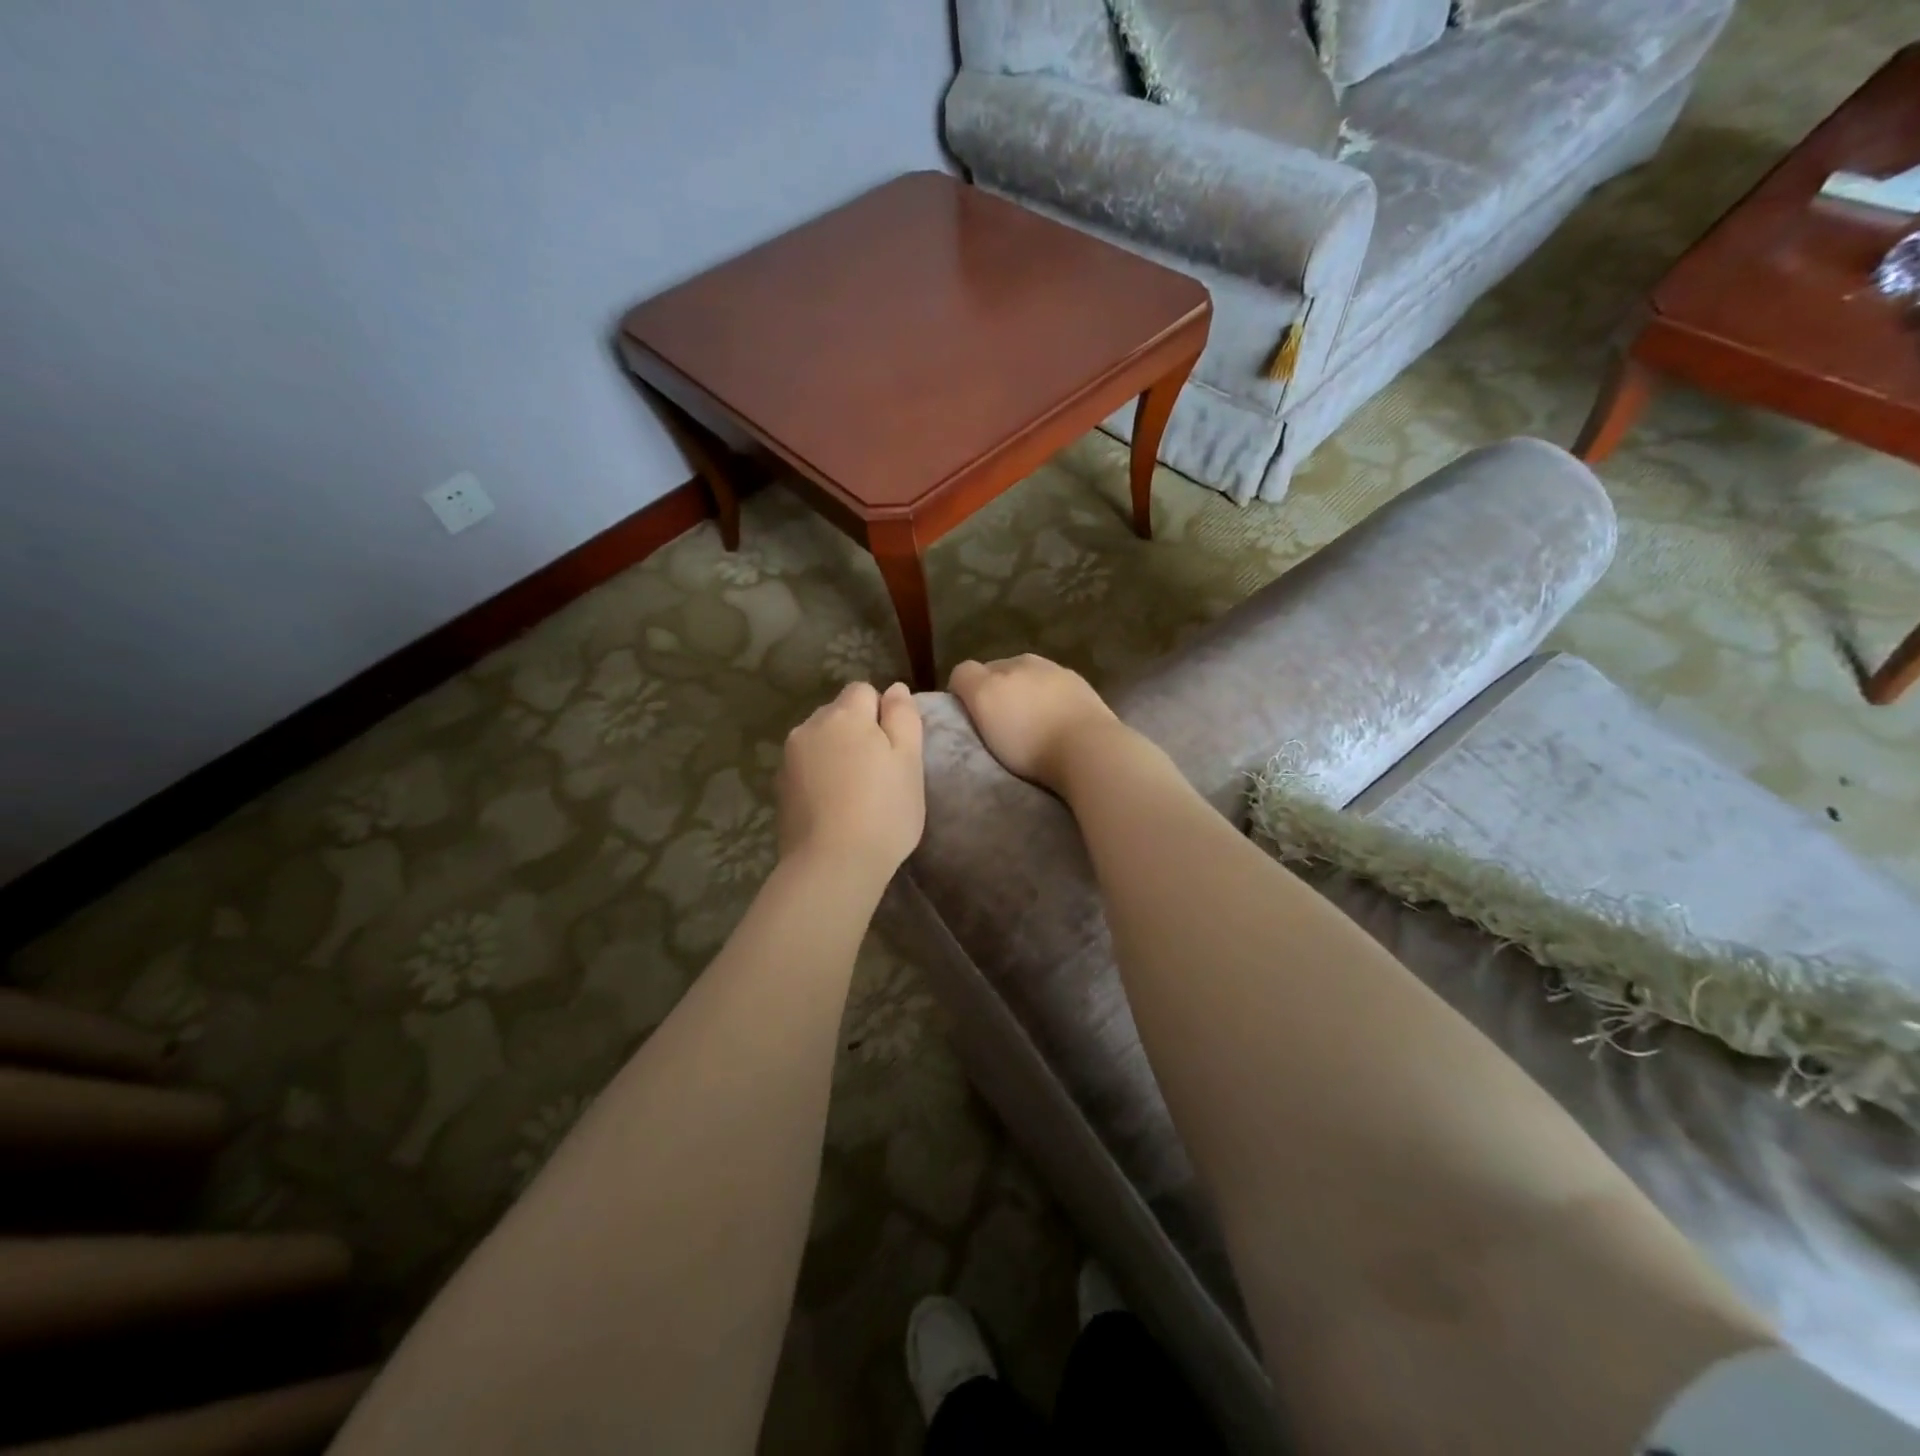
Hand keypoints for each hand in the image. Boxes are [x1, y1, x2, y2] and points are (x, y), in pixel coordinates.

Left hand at [778, 681, 924, 883]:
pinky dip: (819, 778)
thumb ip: (903, 717)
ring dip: (835, 754)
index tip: (894, 748)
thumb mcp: (909, 761)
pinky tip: (833, 808)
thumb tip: (895, 689)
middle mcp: (809, 727)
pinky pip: (805, 768)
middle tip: (879, 773)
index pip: (864, 691)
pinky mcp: (779, 789)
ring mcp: (788, 759)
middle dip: (857, 732)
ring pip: (819, 742)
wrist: (832, 865)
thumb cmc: (883, 811)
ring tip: (854, 793)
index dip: (882, 714)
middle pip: (838, 715)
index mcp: (844, 715)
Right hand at [947, 655, 1119, 794]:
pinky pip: (1059, 693)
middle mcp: (1028, 662)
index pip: (968, 671)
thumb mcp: (984, 705)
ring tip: (1033, 724)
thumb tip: (964, 678)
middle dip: (998, 690)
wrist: (1088, 749)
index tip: (969, 717)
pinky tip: (1058, 725)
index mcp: (999, 668)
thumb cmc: (1028, 737)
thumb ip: (968, 681)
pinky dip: (1053, 703)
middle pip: (1002, 671)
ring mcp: (1060, 674)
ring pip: (1032, 679)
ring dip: (1028, 694)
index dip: (963, 690)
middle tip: (1001, 722)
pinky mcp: (1085, 691)